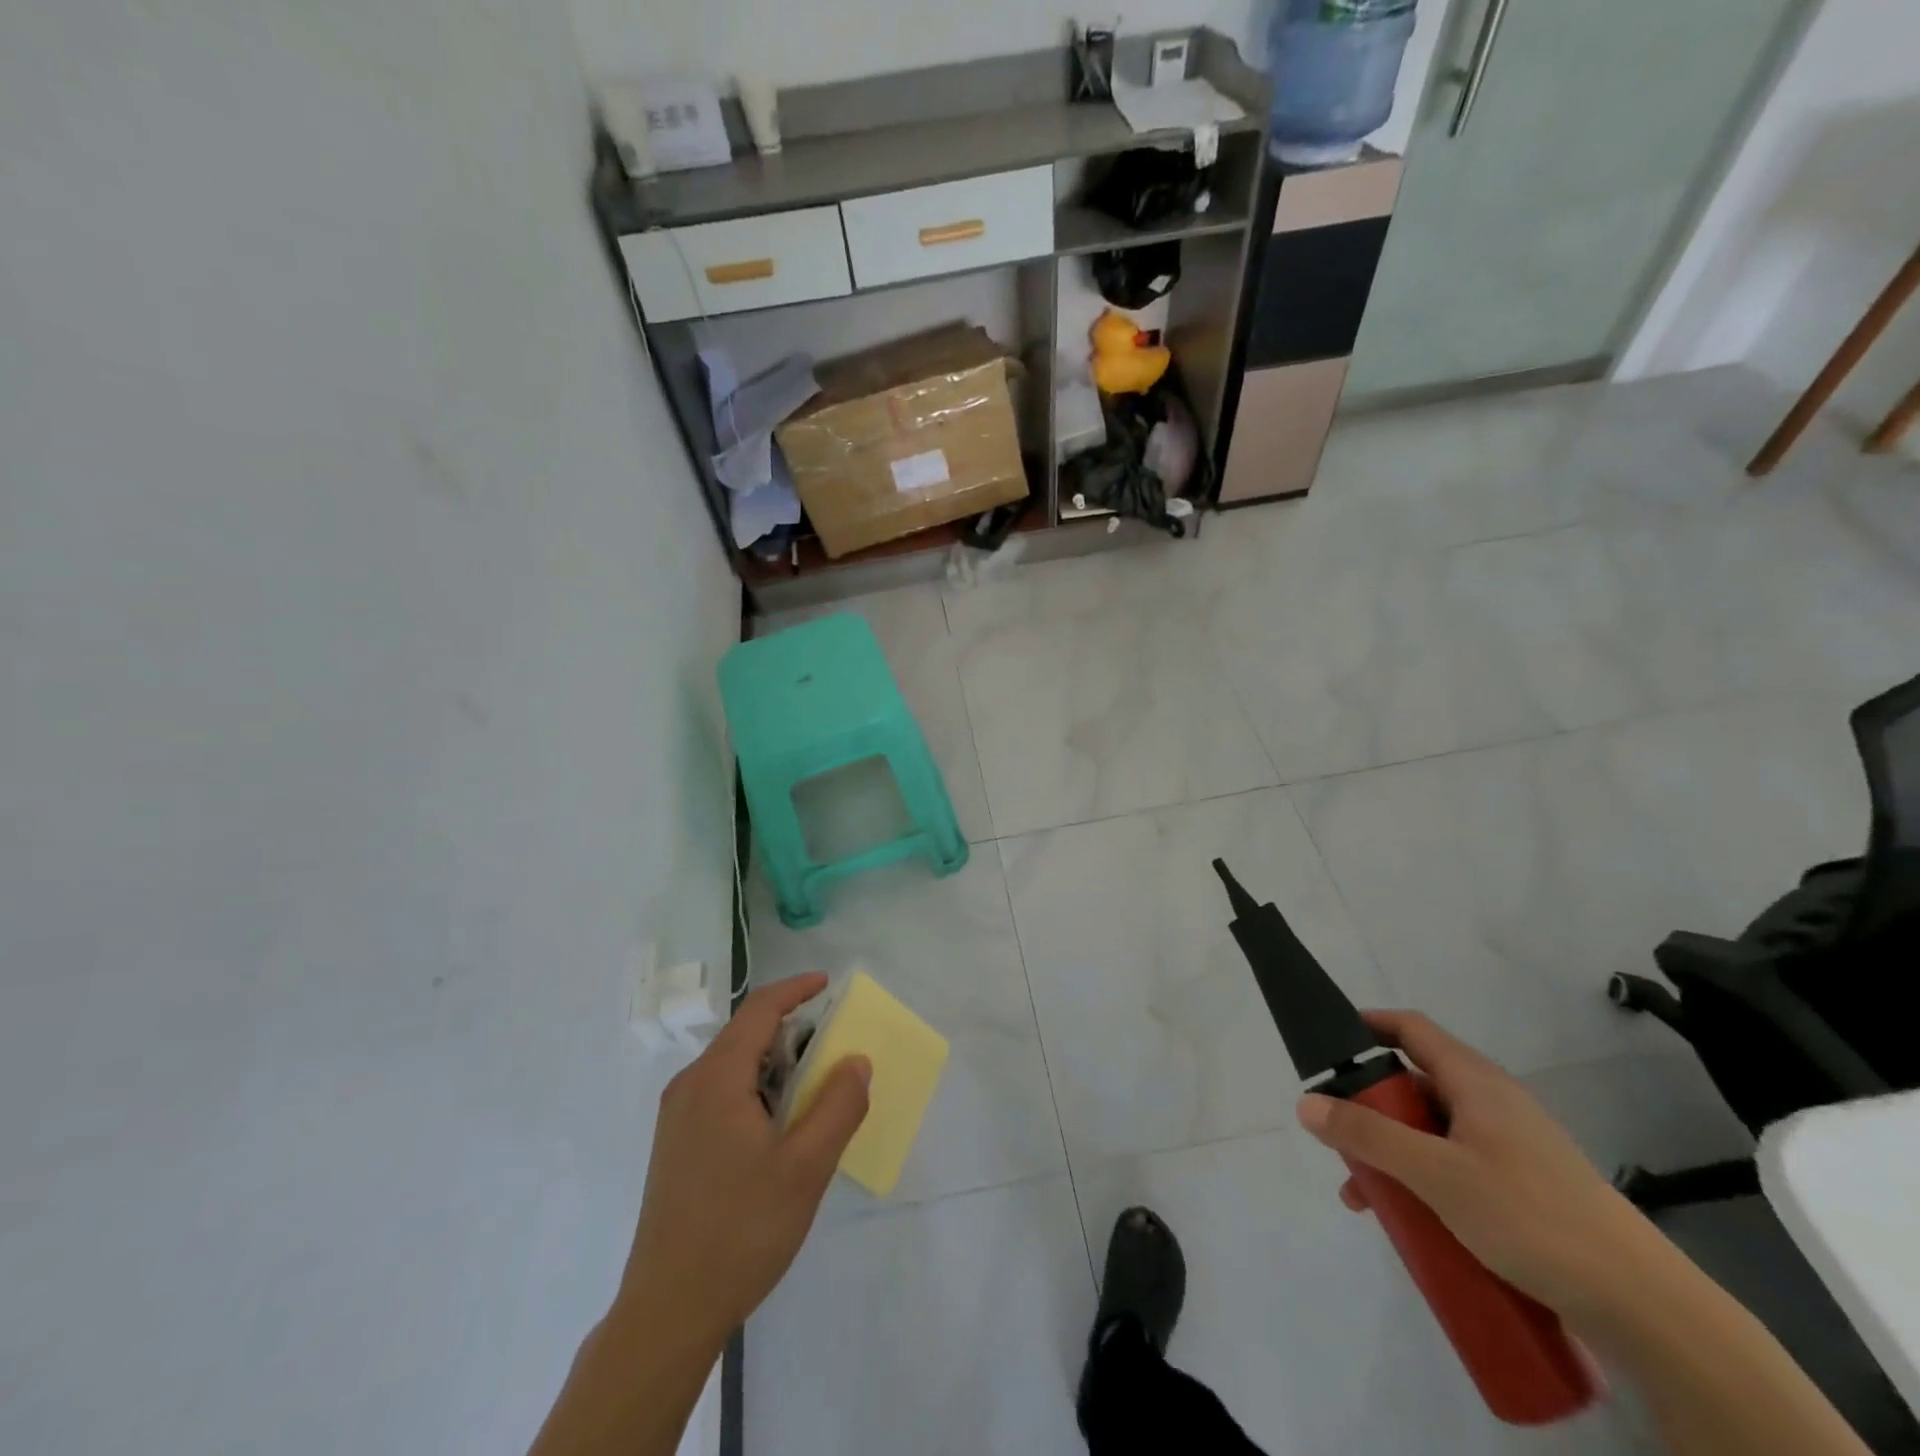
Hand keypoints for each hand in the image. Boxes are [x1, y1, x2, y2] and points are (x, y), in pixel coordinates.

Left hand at [618, 974, 869, 1346]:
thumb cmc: (741, 1231)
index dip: (796, 989)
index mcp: (716, 1079)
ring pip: (733, 1065)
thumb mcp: (807, 1167)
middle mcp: (690, 1086)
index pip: (759, 1010)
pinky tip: (779, 1126)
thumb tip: (856, 1060)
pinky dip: (756, 1088)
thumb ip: (838, 1105)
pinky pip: (721, 1092)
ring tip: (812, 1090)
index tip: (828, 984)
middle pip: (745, 1034)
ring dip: (775, 1063)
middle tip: (833, 1048)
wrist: (667, 1311)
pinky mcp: (675, 1145)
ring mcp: (677, 1117)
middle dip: (791, 1030)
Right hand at [1295, 1010, 1666, 1325]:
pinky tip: (1415, 1224)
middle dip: (1371, 1111)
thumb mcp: (1436, 1174)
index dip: (1368, 1025)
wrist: (1645, 1308)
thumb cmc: (1532, 1217)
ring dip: (1394, 1155)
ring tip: (1368, 1199)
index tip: (1328, 1043)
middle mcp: (1493, 1102)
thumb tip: (1306, 1103)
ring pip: (1433, 1133)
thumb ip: (1368, 1136)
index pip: (1411, 1028)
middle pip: (1415, 1085)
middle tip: (1342, 1141)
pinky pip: (1458, 1168)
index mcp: (1475, 1081)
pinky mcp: (1526, 1188)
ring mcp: (1512, 1146)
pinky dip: (1426, 1182)